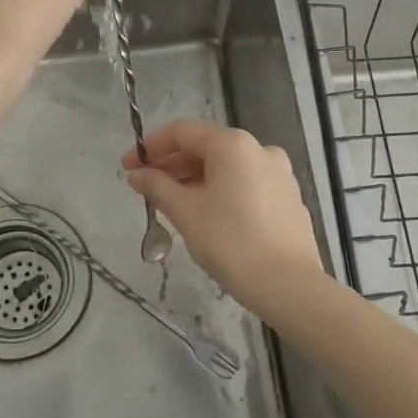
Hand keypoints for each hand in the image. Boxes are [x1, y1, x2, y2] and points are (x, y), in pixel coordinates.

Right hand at [122, 120, 327, 315]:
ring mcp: (279, 174)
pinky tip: (209, 217)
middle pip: (206, 147)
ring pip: (227, 167)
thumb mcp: (185, 212)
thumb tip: (137, 175)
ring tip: (174, 205)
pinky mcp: (289, 199)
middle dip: (173, 166)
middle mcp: (259, 149)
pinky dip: (222, 191)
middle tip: (147, 189)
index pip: (182, 132)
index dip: (150, 147)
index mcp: (233, 144)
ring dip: (196, 179)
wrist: (288, 285)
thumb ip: (157, 187)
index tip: (128, 168)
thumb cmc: (230, 242)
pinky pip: (246, 184)